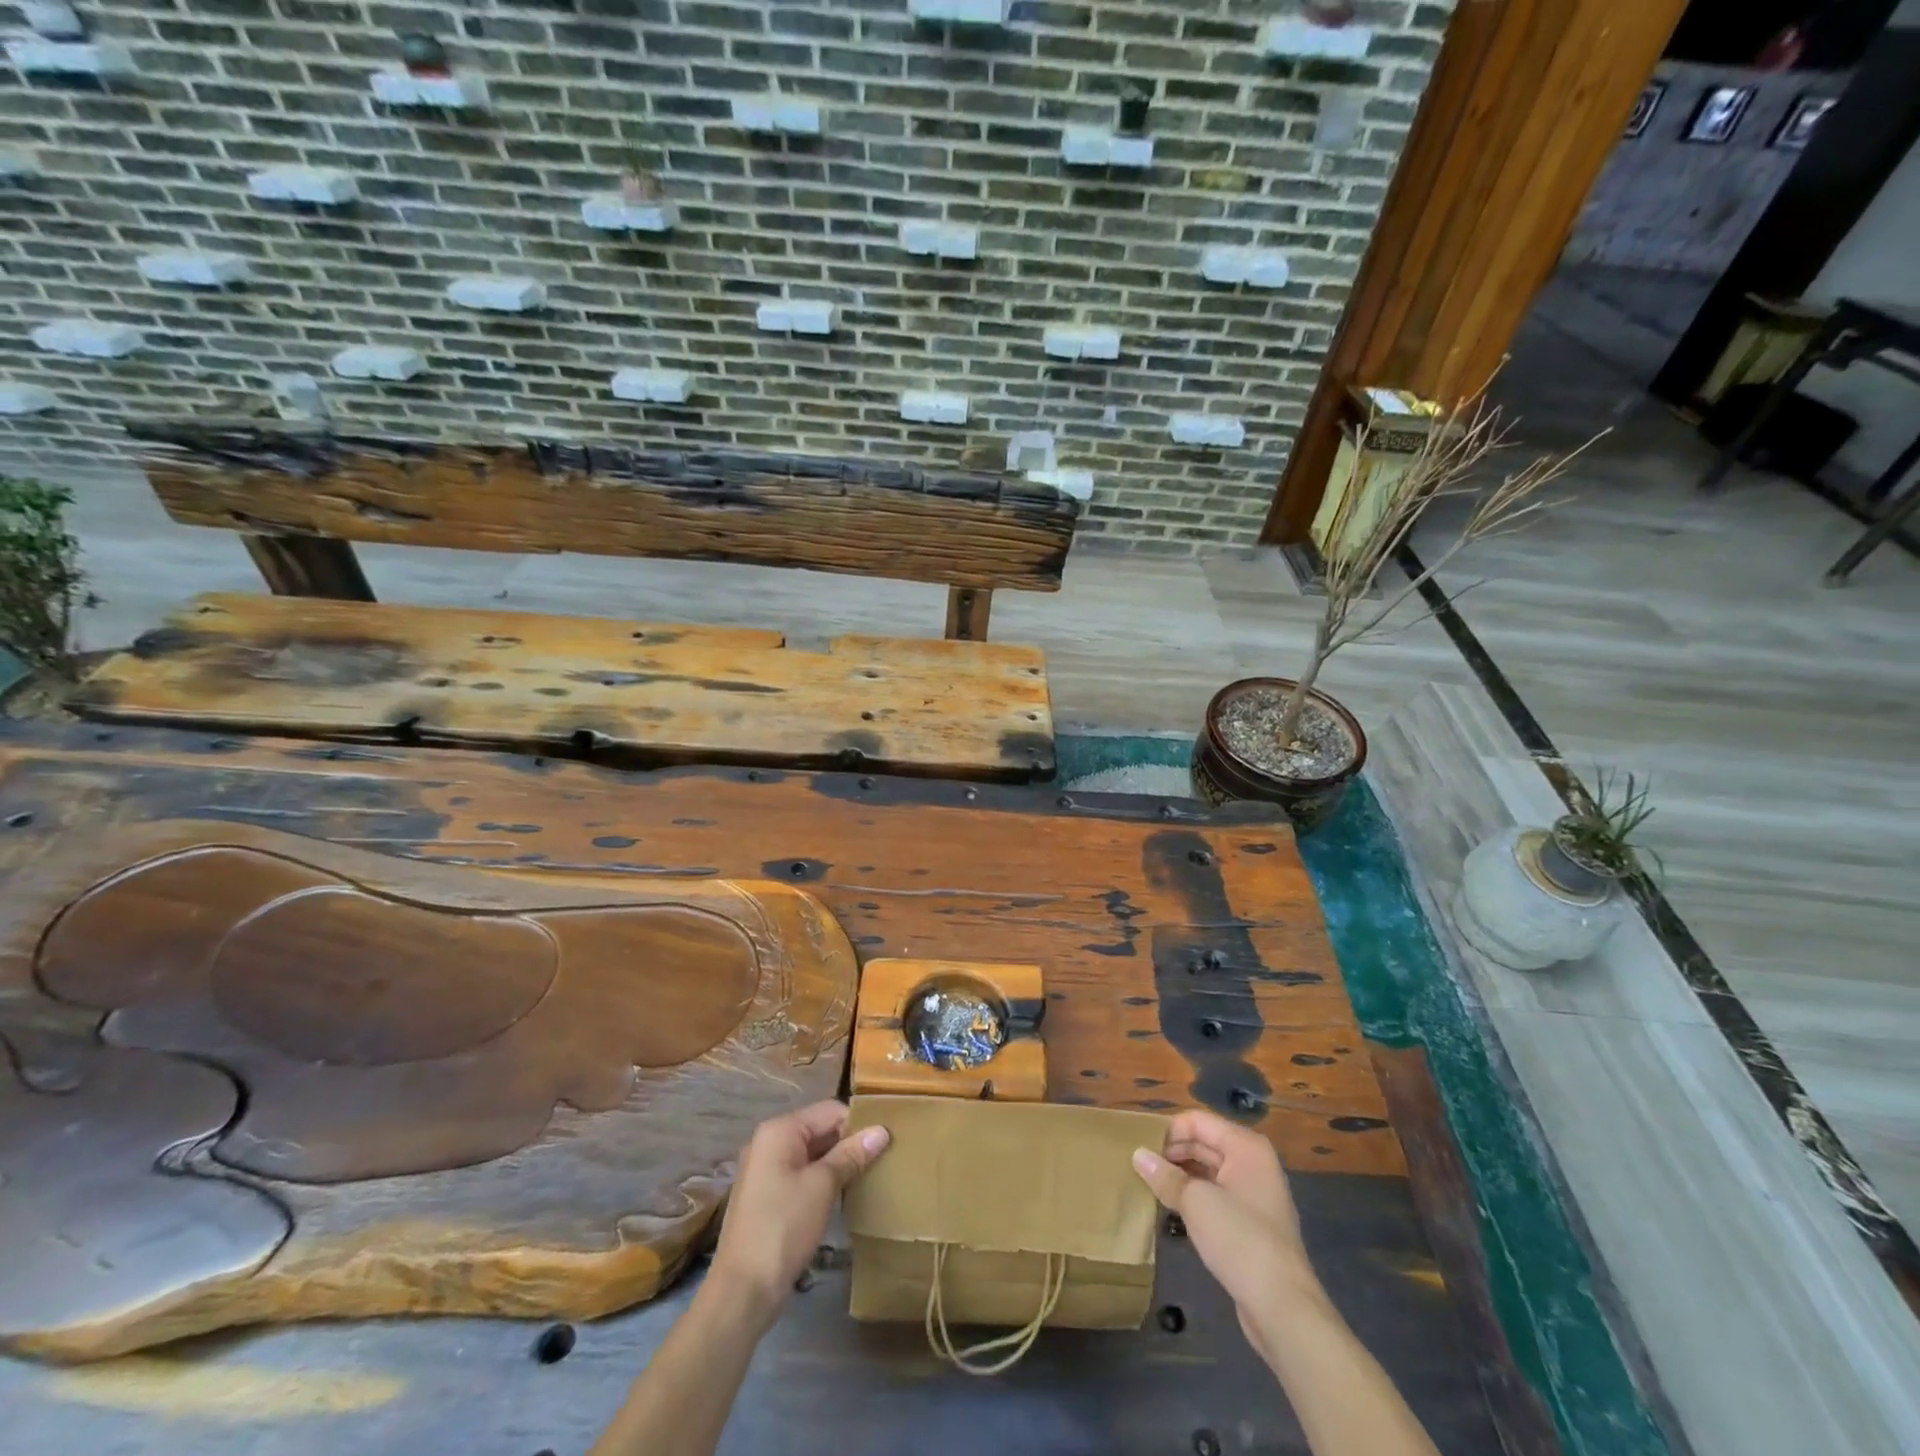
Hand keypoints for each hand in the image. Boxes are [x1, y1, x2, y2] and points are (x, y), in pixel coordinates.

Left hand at [709, 1100, 889, 1327]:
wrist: (743, 1291)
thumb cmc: (784, 1227)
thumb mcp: (823, 1186)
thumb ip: (852, 1154)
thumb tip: (882, 1130)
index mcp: (780, 1130)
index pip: (830, 1110)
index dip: (858, 1123)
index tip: (887, 1141)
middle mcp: (769, 1142)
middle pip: (820, 1129)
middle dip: (850, 1143)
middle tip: (883, 1159)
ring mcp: (766, 1170)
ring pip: (813, 1154)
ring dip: (839, 1163)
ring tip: (869, 1176)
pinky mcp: (768, 1196)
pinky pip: (802, 1174)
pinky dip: (823, 1180)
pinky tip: (844, 1195)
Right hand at [1133, 1109, 1319, 1355]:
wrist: (1283, 1307)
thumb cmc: (1240, 1239)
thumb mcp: (1196, 1202)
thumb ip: (1166, 1176)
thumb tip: (1138, 1155)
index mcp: (1246, 1147)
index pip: (1198, 1121)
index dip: (1168, 1131)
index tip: (1139, 1147)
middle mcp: (1253, 1163)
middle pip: (1204, 1143)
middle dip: (1172, 1153)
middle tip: (1139, 1167)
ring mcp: (1254, 1195)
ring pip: (1208, 1172)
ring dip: (1180, 1176)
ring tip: (1149, 1185)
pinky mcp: (1251, 1224)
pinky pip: (1216, 1197)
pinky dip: (1193, 1197)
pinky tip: (1171, 1209)